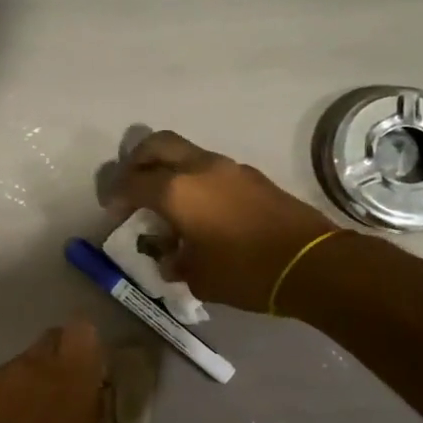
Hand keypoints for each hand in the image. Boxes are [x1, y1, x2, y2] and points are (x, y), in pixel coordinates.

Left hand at [0, 320, 111, 422]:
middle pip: (52, 339)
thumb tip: (92, 398)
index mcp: (71, 377)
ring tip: (34, 421)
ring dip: (35, 380)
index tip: (92, 373)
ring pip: (25, 363)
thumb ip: (97, 415)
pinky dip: (11, 397)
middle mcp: (33, 365)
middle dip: (62, 360)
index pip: (83, 329)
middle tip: (66, 396)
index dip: (89, 347)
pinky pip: (3, 383)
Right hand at [111, 130, 337, 312]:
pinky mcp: (251, 176)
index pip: (133, 181)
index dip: (116, 194)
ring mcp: (229, 168)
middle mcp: (199, 168)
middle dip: (137, 160)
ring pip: (186, 153)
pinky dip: (194, 179)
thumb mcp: (197, 277)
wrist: (311, 263)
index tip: (112, 210)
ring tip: (166, 200)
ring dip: (169, 168)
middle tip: (131, 184)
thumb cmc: (244, 271)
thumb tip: (169, 257)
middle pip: (157, 144)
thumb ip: (174, 262)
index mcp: (177, 191)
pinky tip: (199, 208)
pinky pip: (210, 168)